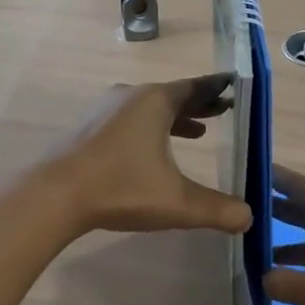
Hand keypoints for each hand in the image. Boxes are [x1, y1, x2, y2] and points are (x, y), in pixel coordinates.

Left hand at [47, 75, 252, 235]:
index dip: (217, 89)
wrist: (54, 195)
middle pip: (173, 95)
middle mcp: (131, 97)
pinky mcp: (89, 128)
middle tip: (223, 111)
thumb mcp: (177, 202)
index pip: (195, 87)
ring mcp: (105, 110)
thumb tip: (249, 218)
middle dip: (199, 104)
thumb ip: (217, 209)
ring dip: (174, 118)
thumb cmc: (121, 188)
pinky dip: (150, 128)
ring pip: (149, 108)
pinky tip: (152, 150)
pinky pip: (129, 120)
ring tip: (197, 132)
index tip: (234, 87)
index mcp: (155, 101)